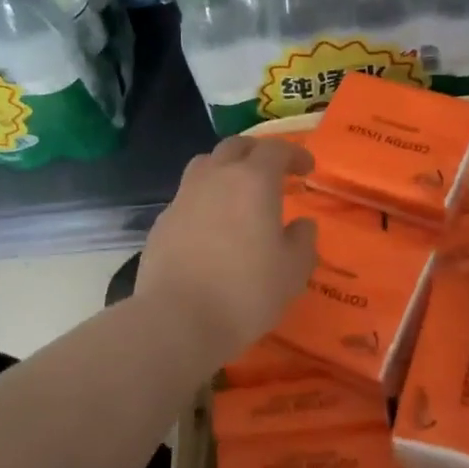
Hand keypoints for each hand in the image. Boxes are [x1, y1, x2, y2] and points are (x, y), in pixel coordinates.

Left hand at [138, 136, 317, 361]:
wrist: (176, 320)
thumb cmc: (245, 291)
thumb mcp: (293, 271)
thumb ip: (303, 241)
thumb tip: (302, 225)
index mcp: (253, 181)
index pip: (276, 149)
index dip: (294, 154)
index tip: (306, 169)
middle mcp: (216, 178)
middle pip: (236, 146)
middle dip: (257, 152)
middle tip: (272, 172)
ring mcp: (183, 198)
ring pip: (205, 165)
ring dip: (225, 169)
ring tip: (237, 192)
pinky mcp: (162, 222)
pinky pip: (187, 197)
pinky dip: (204, 201)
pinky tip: (210, 227)